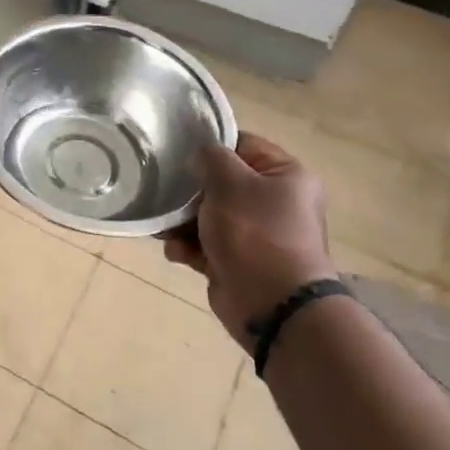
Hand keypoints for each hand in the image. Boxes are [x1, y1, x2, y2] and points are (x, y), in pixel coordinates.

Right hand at [164, 132, 337, 350]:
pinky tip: (175, 251)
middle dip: (190, 190)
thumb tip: (202, 158)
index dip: (211, 145)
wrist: (271, 304)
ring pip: (209, 215)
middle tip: (164, 191)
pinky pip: (205, 245)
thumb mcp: (230, 182)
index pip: (244, 145)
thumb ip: (211, 158)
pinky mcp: (237, 261)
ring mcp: (256, 234)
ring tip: (163, 227)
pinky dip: (188, 247)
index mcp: (286, 176)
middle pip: (222, 182)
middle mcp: (275, 203)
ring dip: (182, 221)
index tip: (179, 149)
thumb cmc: (255, 232)